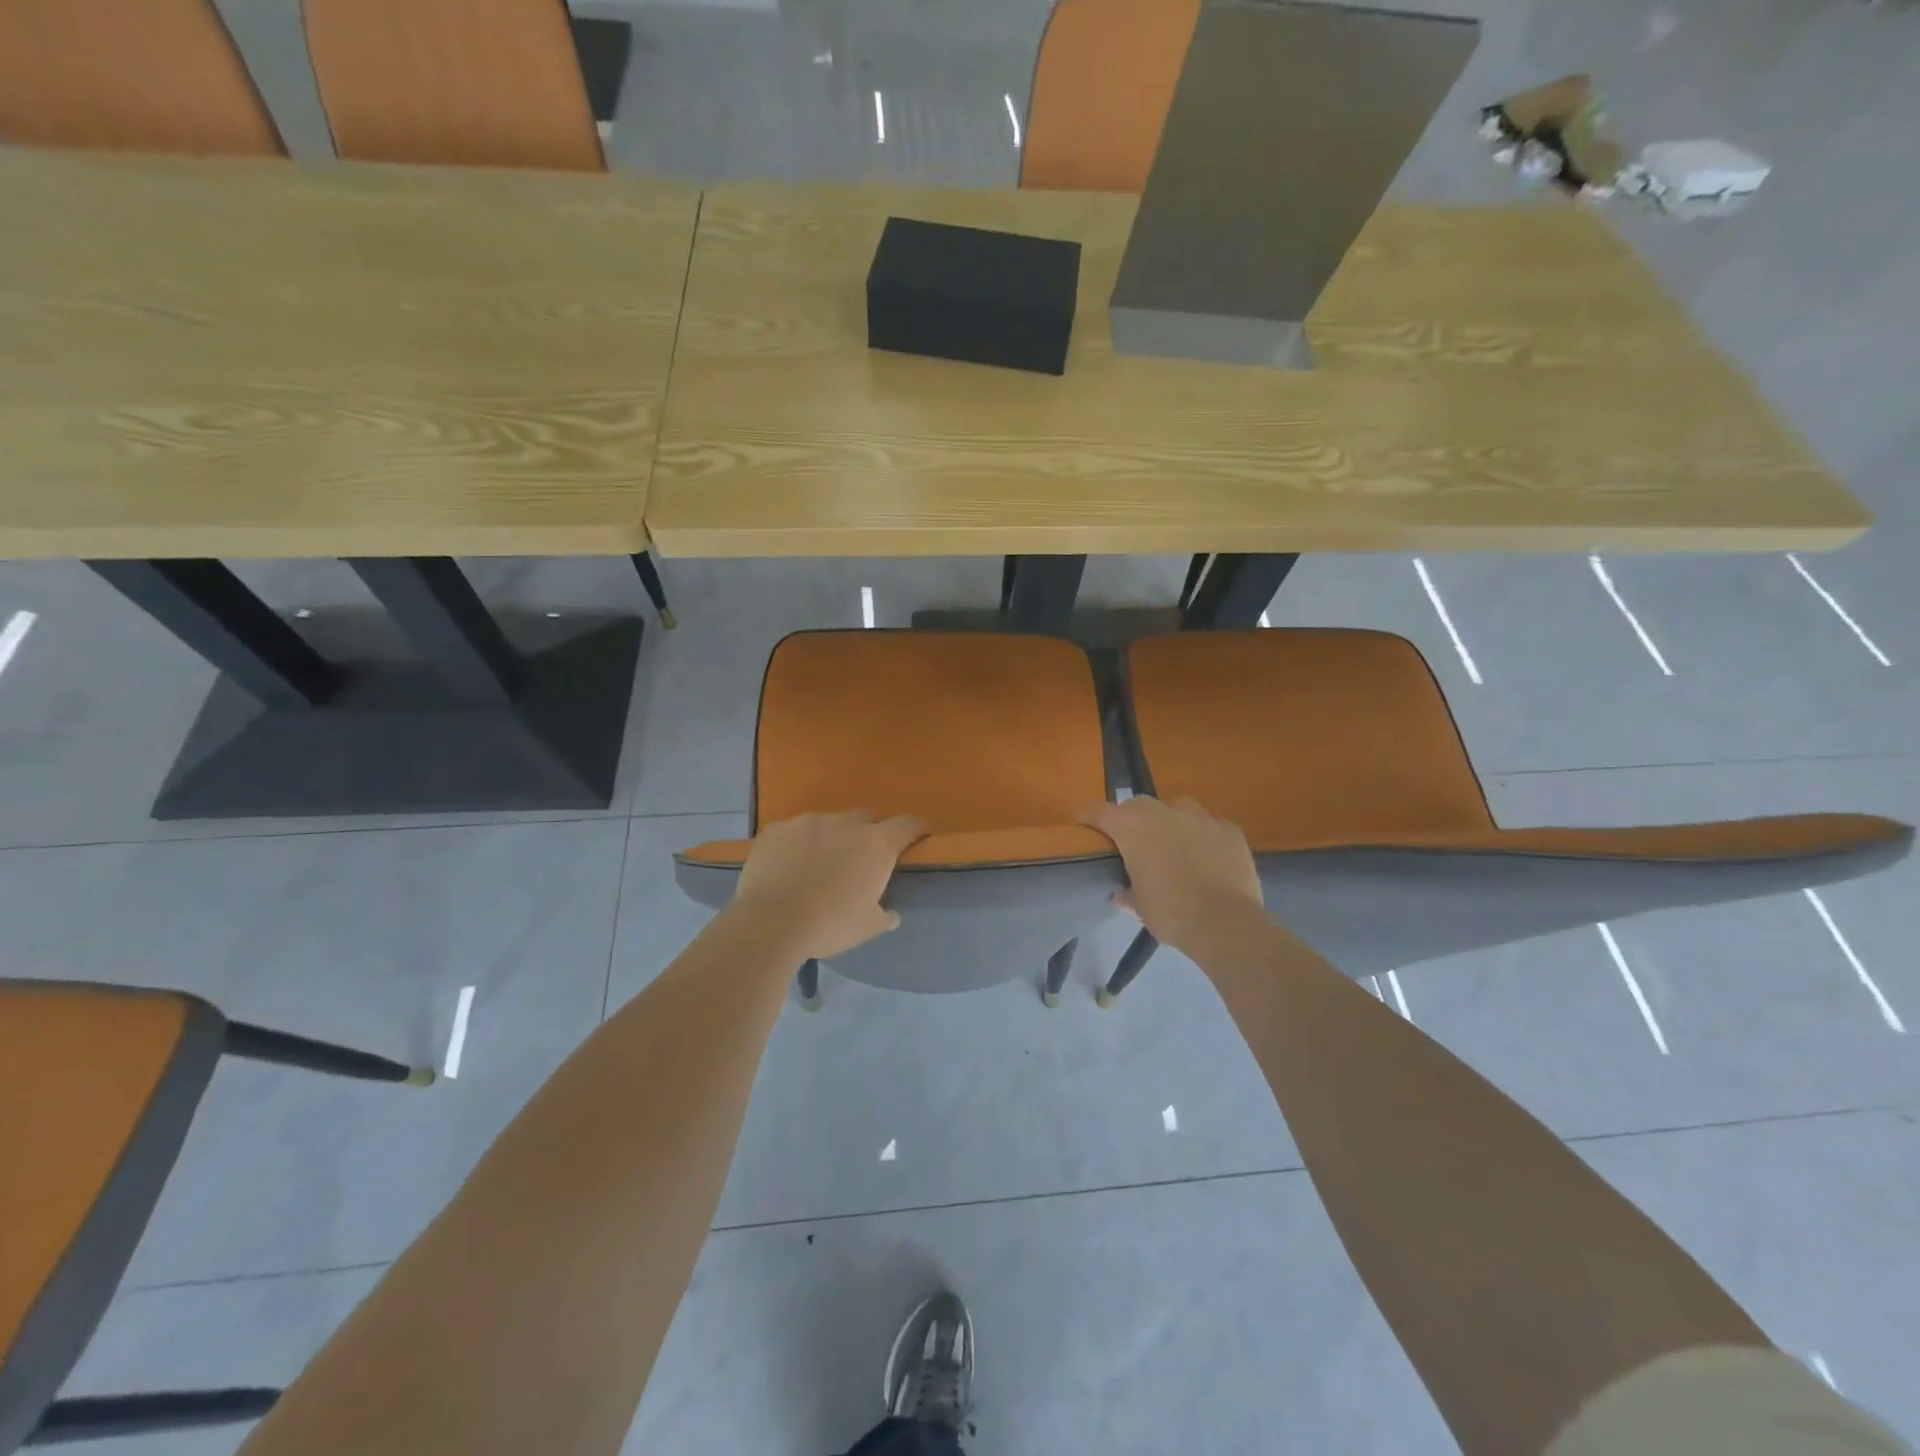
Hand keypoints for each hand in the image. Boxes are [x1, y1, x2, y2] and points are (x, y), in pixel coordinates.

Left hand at [731, 812, 927, 959]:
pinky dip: (797, 844)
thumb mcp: (867, 928)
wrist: (770, 922)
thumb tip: (891, 915)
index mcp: (875, 844)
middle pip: (866, 818)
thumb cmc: (829, 925)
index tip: (920, 835)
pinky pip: (794, 831)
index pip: (907, 825)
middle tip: (862, 858)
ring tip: (820, 863)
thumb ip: (884, 916)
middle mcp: (845, 823)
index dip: (916, 829)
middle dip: (869, 833)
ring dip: (831, 838)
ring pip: (828, 823)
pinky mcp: (776, 829)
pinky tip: (789, 865)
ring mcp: (807, 822)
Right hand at [1079, 796, 1265, 957]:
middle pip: (1138, 804)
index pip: (1100, 811)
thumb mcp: (1140, 907)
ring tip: (1173, 844)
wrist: (1226, 924)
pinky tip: (1207, 855)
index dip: (1089, 816)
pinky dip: (1203, 835)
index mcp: (1133, 828)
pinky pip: (1210, 824)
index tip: (1082, 823)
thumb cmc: (1171, 914)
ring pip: (1177, 807)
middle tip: (1133, 841)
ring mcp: (1200, 818)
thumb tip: (1122, 892)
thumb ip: (1128, 892)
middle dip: (1131, 818)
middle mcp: (1164, 813)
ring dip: (1169, 821)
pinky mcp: (1229, 829)